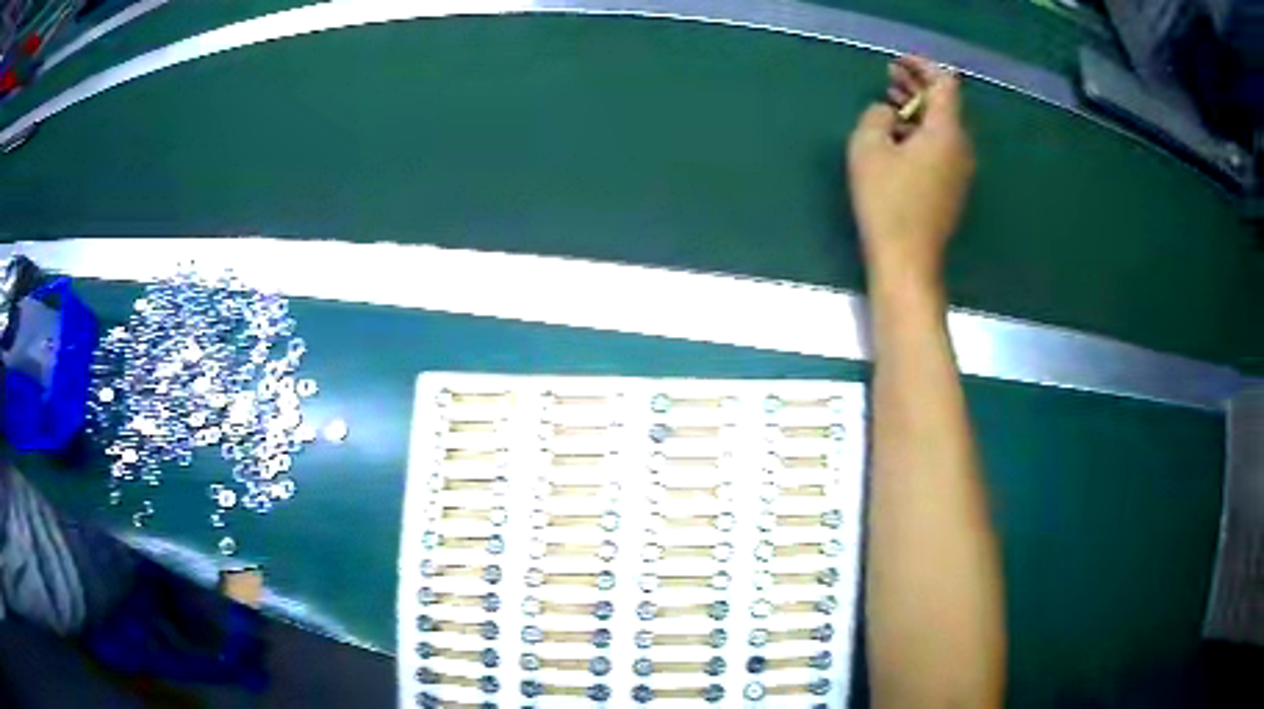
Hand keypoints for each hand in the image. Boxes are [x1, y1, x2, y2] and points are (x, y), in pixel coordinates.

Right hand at [847, 56, 974, 287]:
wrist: (907, 260)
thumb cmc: (886, 202)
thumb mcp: (868, 148)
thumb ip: (876, 116)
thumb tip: (888, 114)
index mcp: (946, 132)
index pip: (944, 84)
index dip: (922, 67)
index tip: (898, 63)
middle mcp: (961, 148)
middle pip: (946, 106)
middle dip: (919, 87)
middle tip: (890, 76)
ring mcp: (960, 172)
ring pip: (943, 128)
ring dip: (919, 111)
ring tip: (890, 103)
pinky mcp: (952, 190)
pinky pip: (941, 149)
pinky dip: (922, 134)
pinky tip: (900, 138)